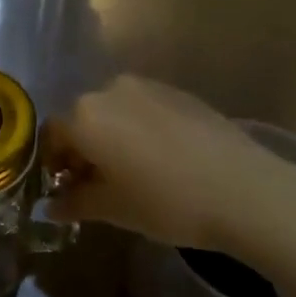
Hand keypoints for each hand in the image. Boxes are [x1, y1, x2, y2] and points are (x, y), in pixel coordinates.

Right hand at [44, 76, 295, 256]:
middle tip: (95, 184)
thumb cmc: (167, 203)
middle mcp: (109, 90)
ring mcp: (147, 86)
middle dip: (82, 149)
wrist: (243, 189)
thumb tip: (52, 205)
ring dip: (111, 137)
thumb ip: (76, 202)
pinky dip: (139, 128)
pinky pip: (143, 107)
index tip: (64, 188)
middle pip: (82, 118)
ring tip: (130, 171)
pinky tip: (160, 158)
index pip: (52, 133)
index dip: (53, 162)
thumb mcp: (114, 210)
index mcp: (85, 116)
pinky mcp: (177, 91)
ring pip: (114, 111)